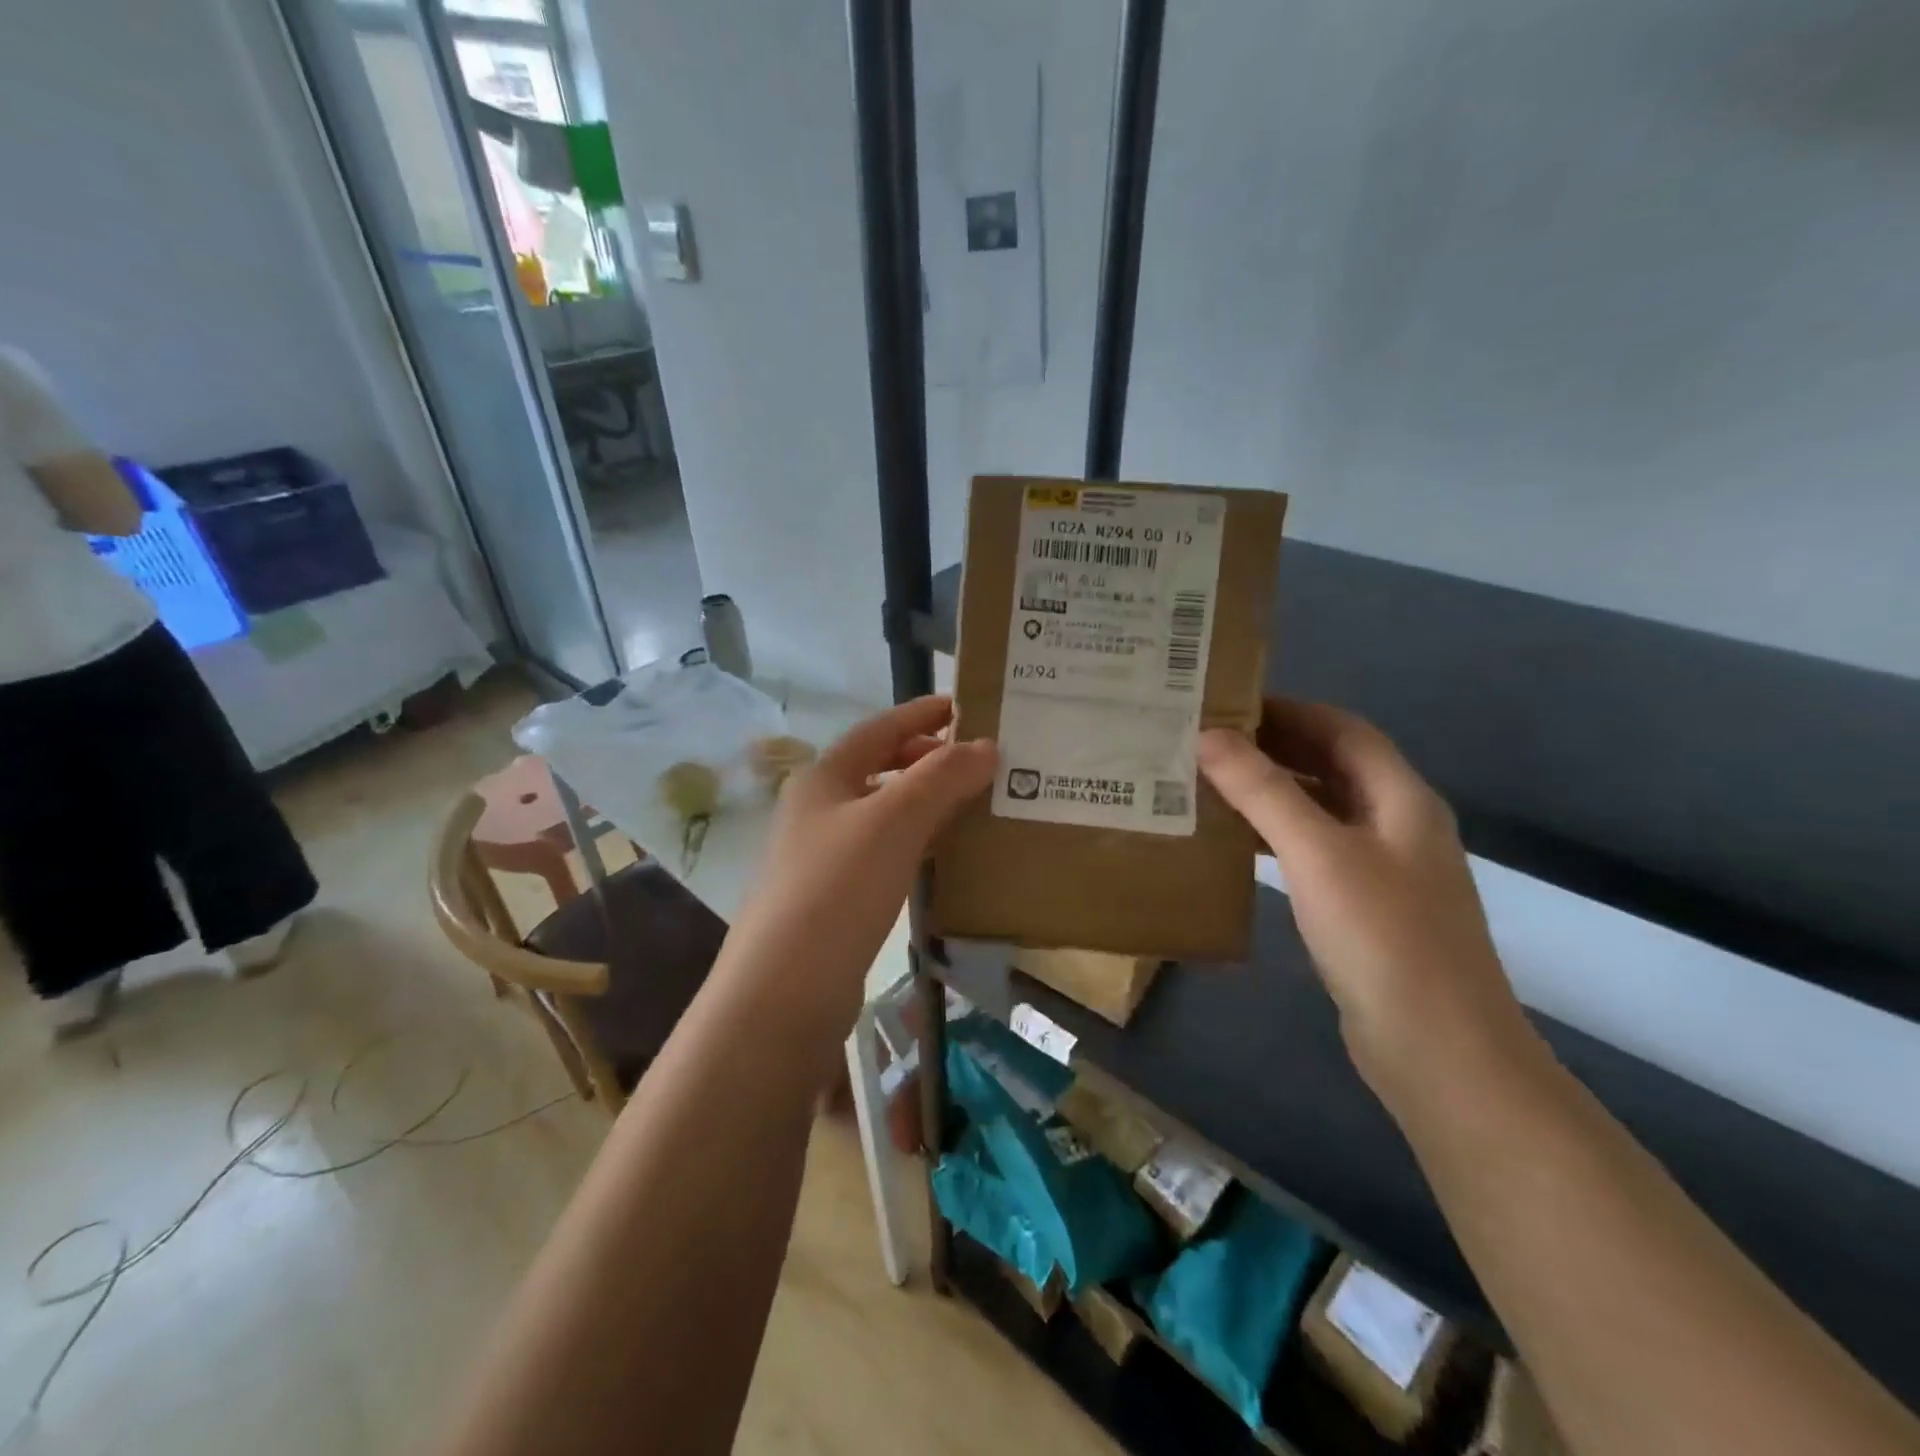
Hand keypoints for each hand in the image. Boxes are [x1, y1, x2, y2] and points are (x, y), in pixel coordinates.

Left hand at [731, 696, 995, 1007]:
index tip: (968, 706)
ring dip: (926, 803)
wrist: (784, 991)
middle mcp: (818, 809)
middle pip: (879, 768)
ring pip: (884, 813)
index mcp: (824, 778)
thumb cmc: (837, 888)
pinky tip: (945, 857)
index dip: (923, 713)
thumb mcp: (894, 821)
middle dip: (928, 759)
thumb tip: (987, 746)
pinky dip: (917, 843)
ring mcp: (822, 855)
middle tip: (979, 761)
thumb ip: (941, 778)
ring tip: (974, 804)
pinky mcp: (834, 898)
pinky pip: (884, 853)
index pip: (879, 729)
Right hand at [1198, 700, 1528, 1097]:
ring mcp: (1384, 870)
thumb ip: (1263, 791)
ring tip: (1210, 783)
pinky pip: (1315, 851)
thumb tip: (1207, 736)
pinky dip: (1276, 835)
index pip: (1343, 729)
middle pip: (1333, 766)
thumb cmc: (1383, 938)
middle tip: (1207, 742)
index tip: (1227, 704)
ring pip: (1321, 809)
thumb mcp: (1318, 854)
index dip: (1289, 710)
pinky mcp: (1365, 908)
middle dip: (1274, 747)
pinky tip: (1237, 844)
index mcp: (1401, 799)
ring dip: (1272, 791)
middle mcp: (1398, 825)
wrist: (1439, 1050)